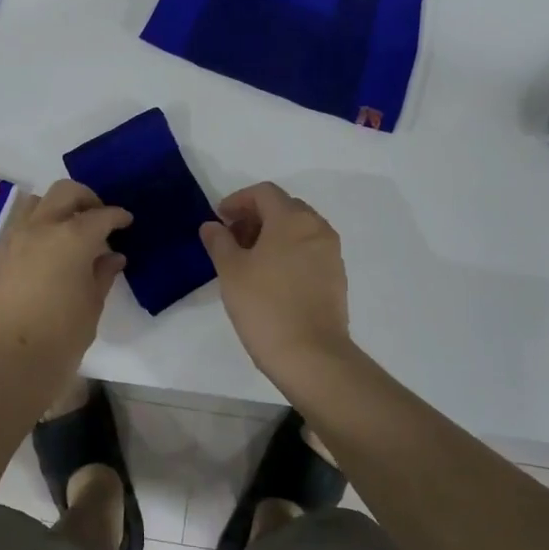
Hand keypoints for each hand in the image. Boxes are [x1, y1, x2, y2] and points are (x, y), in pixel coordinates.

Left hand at [0, 180, 130, 378]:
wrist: (10, 360)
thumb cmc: (62, 335)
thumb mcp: (92, 303)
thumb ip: (103, 273)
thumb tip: (112, 256)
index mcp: (72, 237)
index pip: (101, 215)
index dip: (117, 216)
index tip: (126, 221)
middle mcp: (42, 227)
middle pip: (66, 192)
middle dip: (87, 198)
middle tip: (99, 217)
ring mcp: (15, 237)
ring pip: (37, 202)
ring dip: (57, 206)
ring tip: (70, 229)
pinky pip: (21, 224)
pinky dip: (38, 224)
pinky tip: (48, 248)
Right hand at [200, 182, 355, 388]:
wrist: (311, 356)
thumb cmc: (265, 306)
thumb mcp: (231, 271)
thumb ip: (219, 242)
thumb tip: (212, 226)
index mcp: (293, 219)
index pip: (264, 193)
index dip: (238, 200)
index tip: (220, 219)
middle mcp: (317, 228)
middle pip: (284, 208)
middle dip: (255, 216)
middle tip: (231, 238)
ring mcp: (331, 253)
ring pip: (298, 230)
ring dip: (272, 234)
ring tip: (248, 259)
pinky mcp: (336, 277)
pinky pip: (309, 250)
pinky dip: (288, 252)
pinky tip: (270, 277)